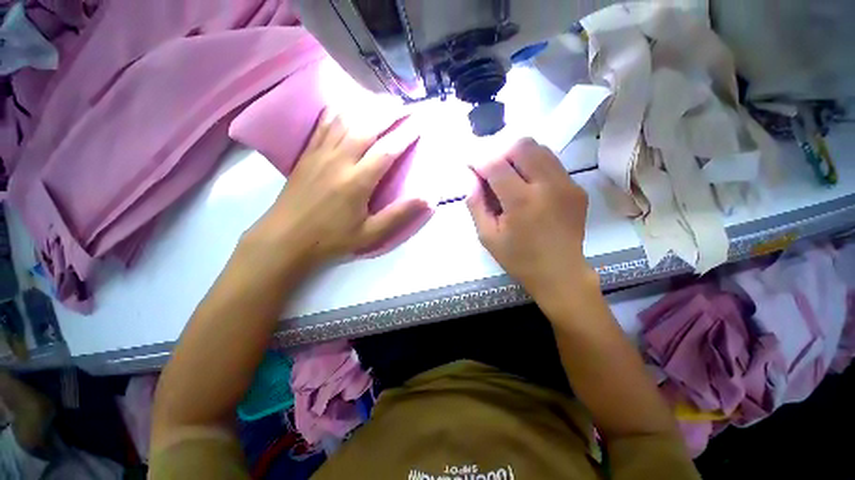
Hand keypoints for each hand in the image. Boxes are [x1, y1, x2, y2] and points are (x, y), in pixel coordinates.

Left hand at [244, 110, 430, 271]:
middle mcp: (339, 160)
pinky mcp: (307, 154)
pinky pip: (323, 125)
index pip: (387, 150)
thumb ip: (399, 215)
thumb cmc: (331, 239)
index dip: (405, 134)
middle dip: (388, 113)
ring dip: (366, 107)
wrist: (285, 239)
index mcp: (357, 181)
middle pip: (366, 126)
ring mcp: (320, 154)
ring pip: (345, 120)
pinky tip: (344, 106)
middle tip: (404, 105)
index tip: (419, 123)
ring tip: (381, 102)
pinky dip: (337, 111)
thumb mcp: (370, 234)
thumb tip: (428, 199)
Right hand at [467, 138, 597, 303]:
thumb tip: (472, 179)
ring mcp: (567, 184)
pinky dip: (535, 166)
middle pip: (522, 146)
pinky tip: (529, 186)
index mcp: (521, 201)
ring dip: (519, 157)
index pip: (496, 165)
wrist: (561, 273)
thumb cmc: (519, 258)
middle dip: (500, 152)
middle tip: (492, 170)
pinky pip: (552, 163)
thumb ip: (476, 204)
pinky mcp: (577, 188)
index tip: (471, 165)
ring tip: (510, 176)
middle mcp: (548, 185)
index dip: (479, 161)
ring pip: (540, 149)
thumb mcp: (487, 236)